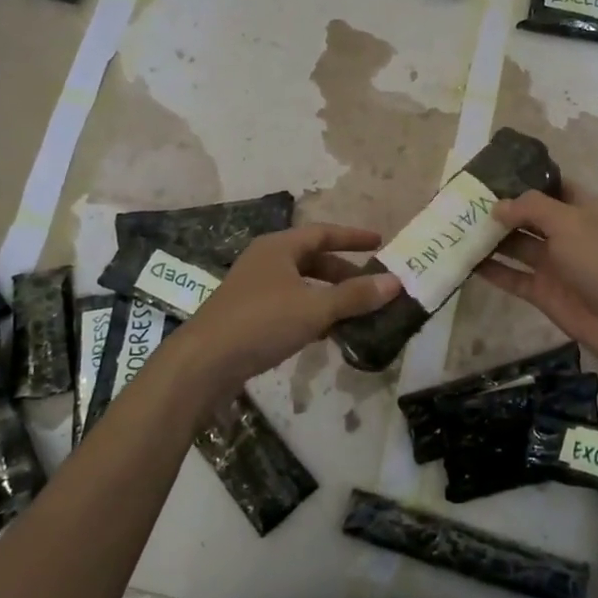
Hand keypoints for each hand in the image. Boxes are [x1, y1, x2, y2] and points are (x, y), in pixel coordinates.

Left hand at [180, 224, 399, 389]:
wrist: (203, 364)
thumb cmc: (261, 323)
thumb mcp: (315, 308)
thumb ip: (355, 296)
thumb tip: (395, 282)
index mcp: (279, 247)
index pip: (323, 233)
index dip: (353, 237)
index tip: (380, 242)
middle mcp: (266, 261)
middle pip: (313, 260)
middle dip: (344, 273)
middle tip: (372, 287)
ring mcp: (254, 289)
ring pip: (302, 286)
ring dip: (330, 297)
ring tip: (357, 313)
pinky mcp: (249, 316)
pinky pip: (290, 307)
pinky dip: (312, 314)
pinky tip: (327, 334)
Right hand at [475, 179, 597, 368]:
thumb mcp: (568, 221)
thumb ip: (530, 208)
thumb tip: (497, 207)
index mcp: (583, 208)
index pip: (552, 186)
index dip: (525, 179)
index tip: (491, 174)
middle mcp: (569, 232)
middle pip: (530, 216)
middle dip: (501, 209)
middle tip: (463, 201)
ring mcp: (555, 263)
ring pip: (518, 246)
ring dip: (492, 239)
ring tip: (456, 227)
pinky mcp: (544, 291)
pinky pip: (513, 276)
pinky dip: (493, 270)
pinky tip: (465, 261)